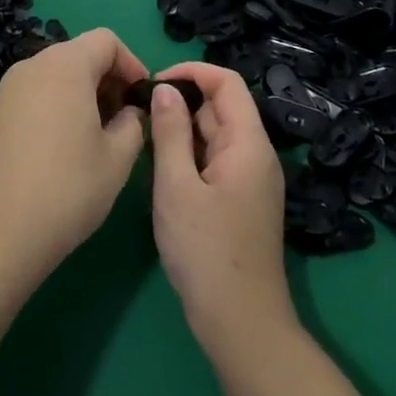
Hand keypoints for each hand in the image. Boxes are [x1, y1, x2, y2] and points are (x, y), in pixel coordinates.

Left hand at [0, 30, 147, 283]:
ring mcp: (8, 87)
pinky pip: (36, 92)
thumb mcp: (118, 158)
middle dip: (107, 79)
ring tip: (97, 136)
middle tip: (124, 120)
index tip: (143, 99)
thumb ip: (133, 122)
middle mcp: (33, 65)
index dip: (132, 63)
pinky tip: (64, 146)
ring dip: (83, 93)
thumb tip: (129, 111)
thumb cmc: (67, 189)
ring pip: (56, 73)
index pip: (106, 40)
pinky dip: (57, 105)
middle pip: (79, 53)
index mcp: (65, 65)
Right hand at [149, 62, 295, 359]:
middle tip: (140, 113)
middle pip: (221, 107)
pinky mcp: (241, 200)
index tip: (154, 83)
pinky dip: (189, 153)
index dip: (191, 71)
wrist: (241, 324)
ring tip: (144, 137)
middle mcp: (255, 154)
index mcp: (249, 143)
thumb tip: (165, 88)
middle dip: (182, 101)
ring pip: (215, 134)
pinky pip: (214, 159)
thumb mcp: (177, 186)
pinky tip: (162, 167)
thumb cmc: (206, 250)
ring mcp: (250, 179)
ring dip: (182, 128)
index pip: (227, 82)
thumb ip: (170, 132)